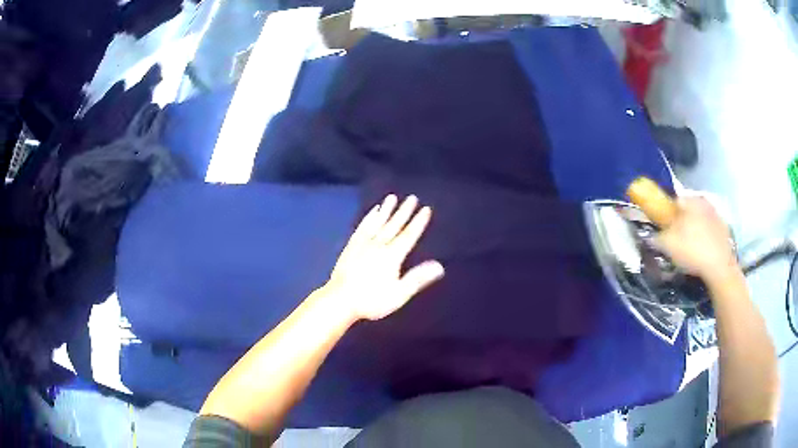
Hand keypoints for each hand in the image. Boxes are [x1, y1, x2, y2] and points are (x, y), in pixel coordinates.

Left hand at [324, 194, 444, 320]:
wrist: (340, 300)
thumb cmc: (372, 300)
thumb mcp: (399, 294)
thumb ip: (418, 278)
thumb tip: (439, 266)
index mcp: (392, 256)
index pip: (409, 235)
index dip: (418, 222)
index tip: (426, 209)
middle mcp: (378, 245)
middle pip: (394, 225)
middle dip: (404, 211)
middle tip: (412, 198)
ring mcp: (363, 244)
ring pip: (377, 223)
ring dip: (386, 210)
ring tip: (392, 197)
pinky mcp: (351, 246)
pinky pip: (362, 227)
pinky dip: (369, 218)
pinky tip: (372, 212)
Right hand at [656, 196, 738, 282]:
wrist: (720, 267)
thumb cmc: (693, 251)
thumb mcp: (668, 245)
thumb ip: (657, 237)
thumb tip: (651, 235)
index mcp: (690, 200)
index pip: (673, 200)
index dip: (667, 214)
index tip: (664, 228)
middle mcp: (704, 201)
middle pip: (688, 209)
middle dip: (682, 221)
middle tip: (677, 239)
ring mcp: (716, 214)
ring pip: (700, 218)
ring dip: (694, 228)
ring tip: (690, 247)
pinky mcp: (725, 228)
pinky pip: (710, 229)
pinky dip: (705, 236)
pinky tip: (702, 251)